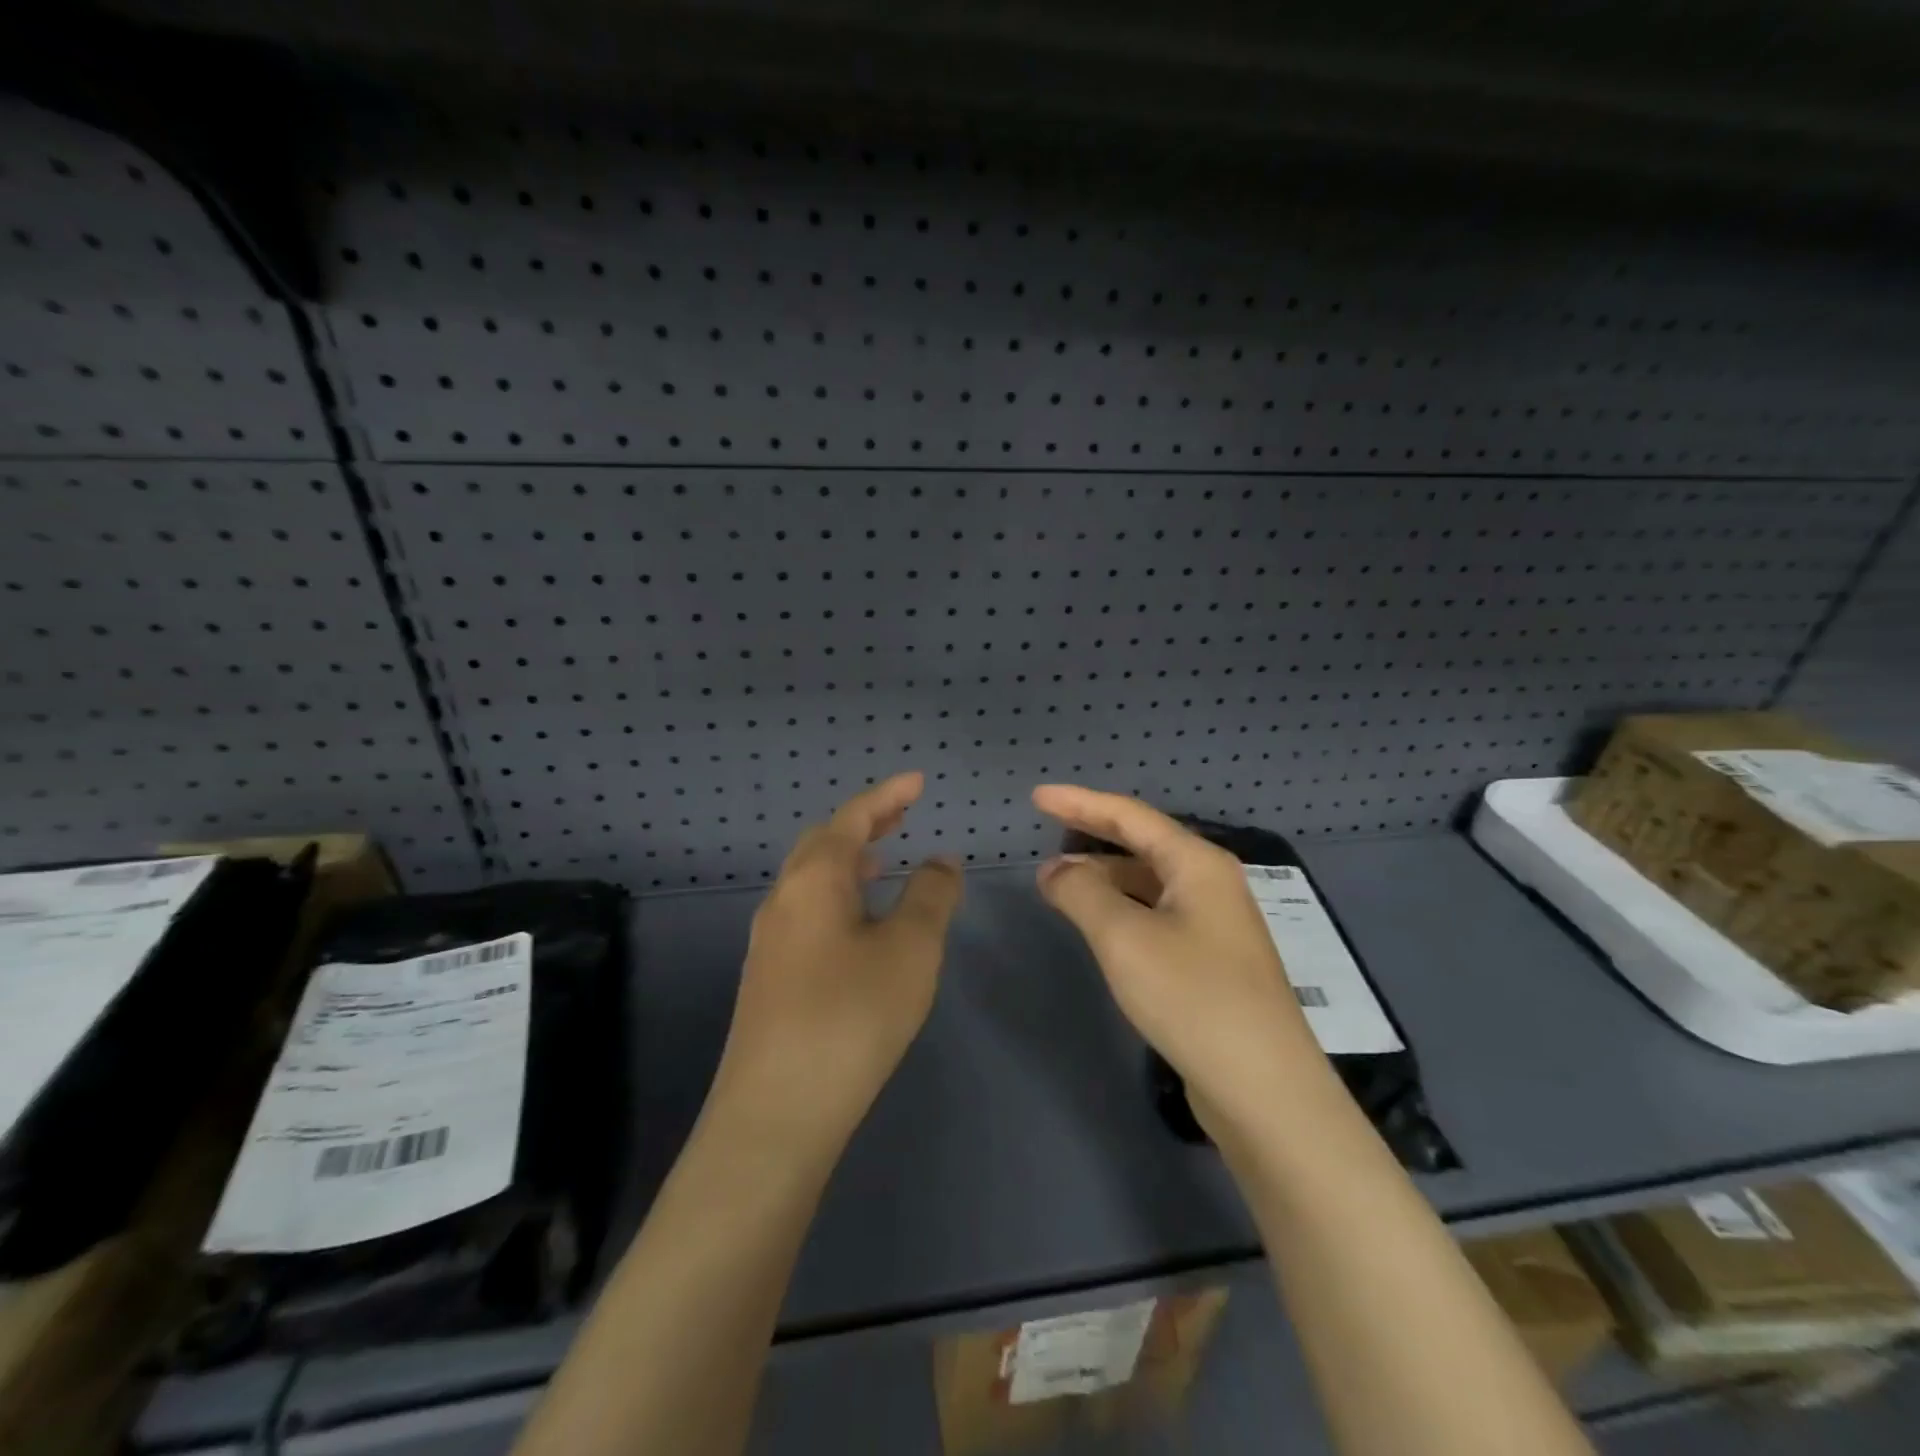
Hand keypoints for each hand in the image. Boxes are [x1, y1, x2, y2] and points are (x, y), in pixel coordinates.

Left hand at [710, 772, 962, 1150]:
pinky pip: (807, 913)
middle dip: (865, 823)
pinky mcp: (769, 978)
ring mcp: (770, 941)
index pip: (853, 819)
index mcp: (814, 880)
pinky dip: (838, 897)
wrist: (776, 1113)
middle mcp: (783, 900)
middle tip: (902, 814)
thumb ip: (930, 896)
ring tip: (883, 861)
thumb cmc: (851, 1017)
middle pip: (824, 843)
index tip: (918, 781)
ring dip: (849, 861)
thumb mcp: (909, 950)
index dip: (887, 795)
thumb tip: (940, 860)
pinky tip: (858, 925)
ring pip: (811, 881)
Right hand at [1031, 784, 1327, 1126]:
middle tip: (1047, 832)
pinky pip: (1157, 914)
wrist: (1265, 1090)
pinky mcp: (1212, 960)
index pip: (1129, 815)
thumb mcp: (1124, 937)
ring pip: (1150, 882)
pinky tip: (1099, 923)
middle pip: (1143, 843)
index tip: (1037, 796)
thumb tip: (1055, 870)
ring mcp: (1216, 924)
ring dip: (1105, 876)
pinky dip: (1122, 907)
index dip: (1080, 802)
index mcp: (1197, 864)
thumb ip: (1082, 893)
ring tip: (1061, 882)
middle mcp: (1211, 883)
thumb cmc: (1192, 997)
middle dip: (1093, 835)